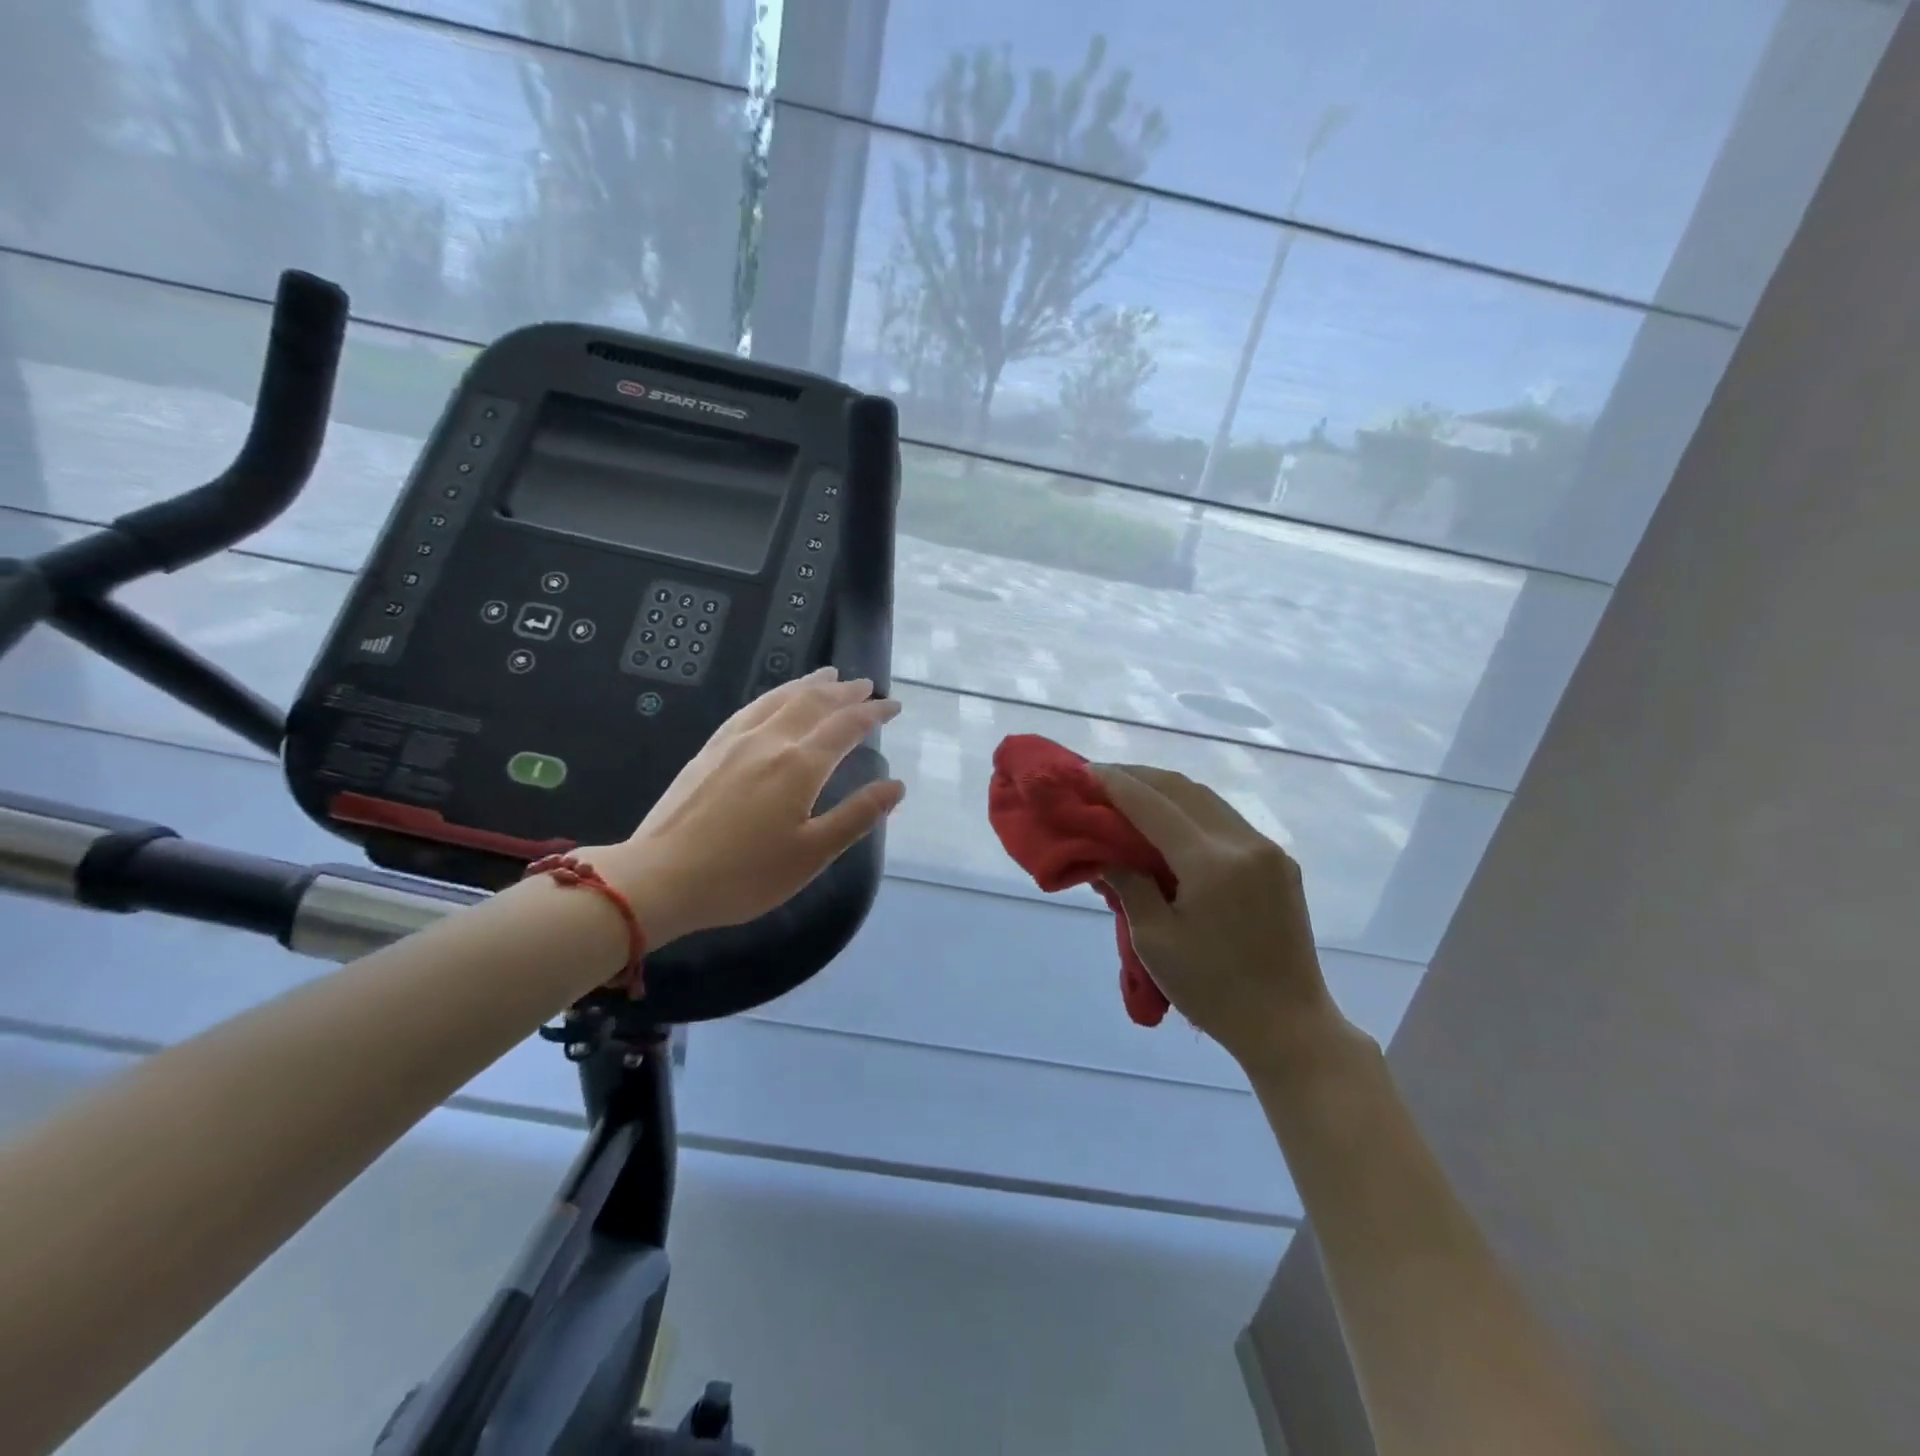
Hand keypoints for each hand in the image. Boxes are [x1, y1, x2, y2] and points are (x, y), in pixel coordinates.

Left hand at [586, 668, 904, 945]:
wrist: (660, 879)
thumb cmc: (743, 875)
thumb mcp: (811, 854)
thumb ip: (856, 816)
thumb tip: (896, 786)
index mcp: (799, 766)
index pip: (845, 727)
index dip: (872, 713)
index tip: (893, 706)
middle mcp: (769, 741)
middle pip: (813, 703)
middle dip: (844, 692)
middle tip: (865, 685)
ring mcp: (734, 742)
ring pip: (779, 699)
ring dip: (809, 685)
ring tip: (828, 676)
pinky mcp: (709, 750)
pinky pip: (750, 708)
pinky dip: (774, 696)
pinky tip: (774, 700)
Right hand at [1090, 764, 1362, 1077]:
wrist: (1288, 1026)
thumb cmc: (1212, 990)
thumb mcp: (1154, 941)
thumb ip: (1129, 885)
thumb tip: (1106, 852)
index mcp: (1211, 863)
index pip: (1152, 805)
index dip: (1116, 784)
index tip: (1084, 771)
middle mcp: (1244, 843)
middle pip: (1182, 789)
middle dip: (1139, 776)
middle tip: (1101, 778)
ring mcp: (1267, 850)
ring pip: (1207, 799)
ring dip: (1166, 790)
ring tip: (1130, 792)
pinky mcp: (1279, 863)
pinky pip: (1226, 820)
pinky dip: (1191, 810)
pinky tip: (1169, 821)